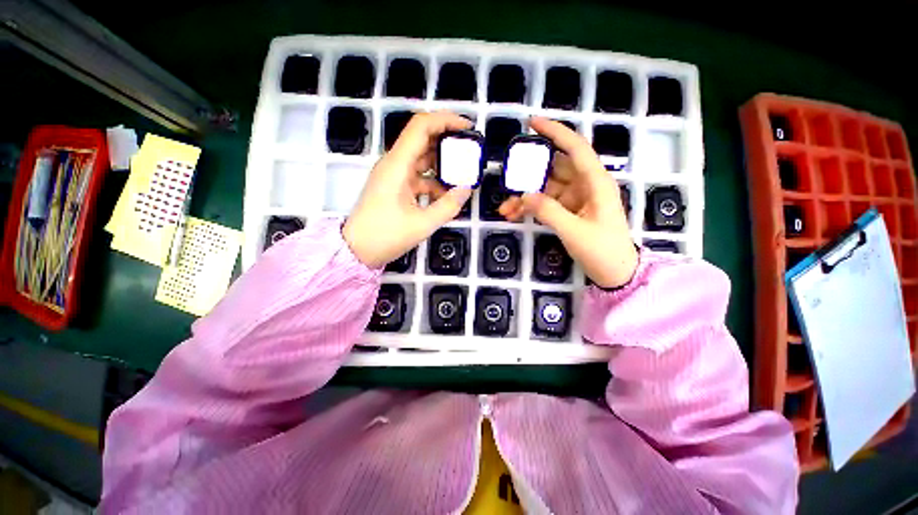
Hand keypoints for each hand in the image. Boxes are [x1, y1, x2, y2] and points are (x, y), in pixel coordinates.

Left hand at [343, 112, 473, 268]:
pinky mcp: (395, 187)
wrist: (357, 250)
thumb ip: (448, 206)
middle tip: (470, 152)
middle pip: (423, 140)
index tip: (467, 128)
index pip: (421, 126)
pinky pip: (418, 177)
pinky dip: (434, 182)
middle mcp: (394, 164)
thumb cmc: (385, 236)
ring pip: (422, 160)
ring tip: (463, 175)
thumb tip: (467, 189)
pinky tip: (447, 195)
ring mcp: (394, 175)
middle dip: (448, 143)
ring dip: (442, 165)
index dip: (446, 120)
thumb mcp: (422, 224)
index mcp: (397, 165)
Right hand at [499, 117, 637, 287]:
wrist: (615, 273)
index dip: (555, 132)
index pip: (576, 148)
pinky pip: (545, 203)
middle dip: (529, 175)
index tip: (532, 123)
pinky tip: (513, 215)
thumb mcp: (575, 232)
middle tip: (507, 179)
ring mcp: (575, 199)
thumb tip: (524, 195)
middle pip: (553, 169)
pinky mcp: (568, 211)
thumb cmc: (602, 251)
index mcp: (596, 183)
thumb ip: (549, 211)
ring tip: (505, 209)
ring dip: (525, 197)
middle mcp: (585, 185)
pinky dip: (530, 208)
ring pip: (545, 188)